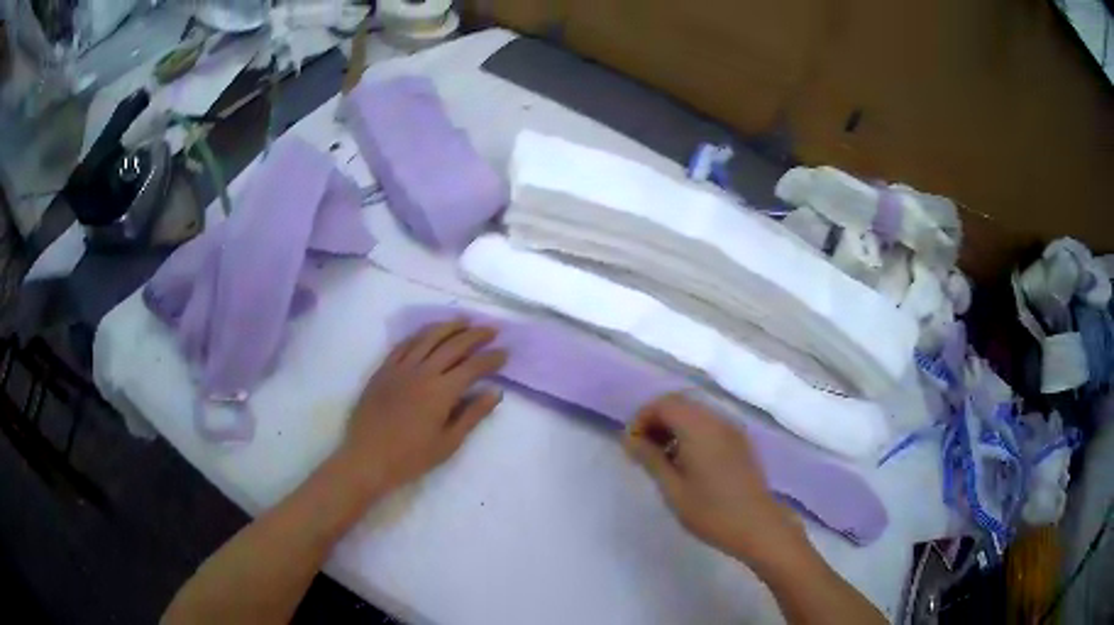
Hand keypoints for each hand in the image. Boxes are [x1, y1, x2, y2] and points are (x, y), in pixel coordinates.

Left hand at [336, 320, 507, 494]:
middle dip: (476, 335)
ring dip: (449, 326)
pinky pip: (404, 344)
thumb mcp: (449, 443)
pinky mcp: (384, 369)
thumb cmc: (411, 457)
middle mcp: (422, 372)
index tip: (505, 353)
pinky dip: (421, 334)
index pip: (473, 366)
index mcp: (441, 392)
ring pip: (428, 337)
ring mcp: (400, 367)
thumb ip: (473, 415)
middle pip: (453, 345)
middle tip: (491, 330)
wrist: (367, 458)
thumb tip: (495, 392)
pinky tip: (429, 333)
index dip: (491, 358)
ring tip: (464, 321)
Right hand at [624, 394, 806, 568]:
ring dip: (673, 427)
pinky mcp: (740, 442)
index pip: (664, 403)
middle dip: (656, 420)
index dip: (642, 418)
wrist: (758, 526)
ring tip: (661, 459)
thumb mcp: (673, 489)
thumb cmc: (711, 511)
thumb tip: (630, 439)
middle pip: (680, 403)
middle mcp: (717, 420)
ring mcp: (732, 430)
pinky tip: (685, 463)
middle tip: (642, 451)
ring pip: (695, 413)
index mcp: (699, 428)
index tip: (630, 445)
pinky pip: (709, 424)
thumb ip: (650, 459)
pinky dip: (691, 433)